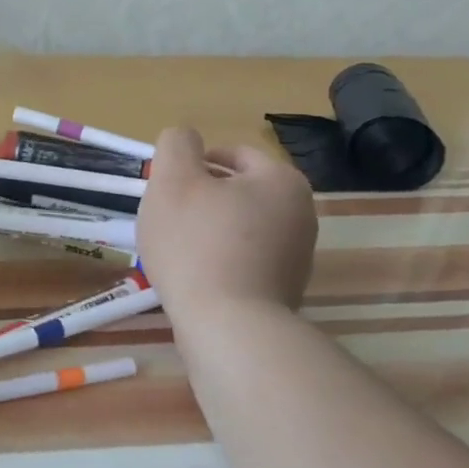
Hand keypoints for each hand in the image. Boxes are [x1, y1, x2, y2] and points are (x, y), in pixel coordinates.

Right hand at [136, 128, 317, 320]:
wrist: (229, 327)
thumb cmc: (197, 244)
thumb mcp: (173, 180)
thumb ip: (177, 145)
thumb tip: (185, 140)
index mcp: (281, 179)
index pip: (233, 154)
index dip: (193, 165)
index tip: (166, 189)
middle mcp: (302, 213)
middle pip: (238, 192)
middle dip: (201, 200)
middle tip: (167, 219)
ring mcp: (298, 256)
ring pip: (240, 228)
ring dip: (209, 232)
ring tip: (178, 251)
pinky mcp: (285, 291)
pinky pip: (245, 262)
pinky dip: (220, 262)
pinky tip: (196, 278)